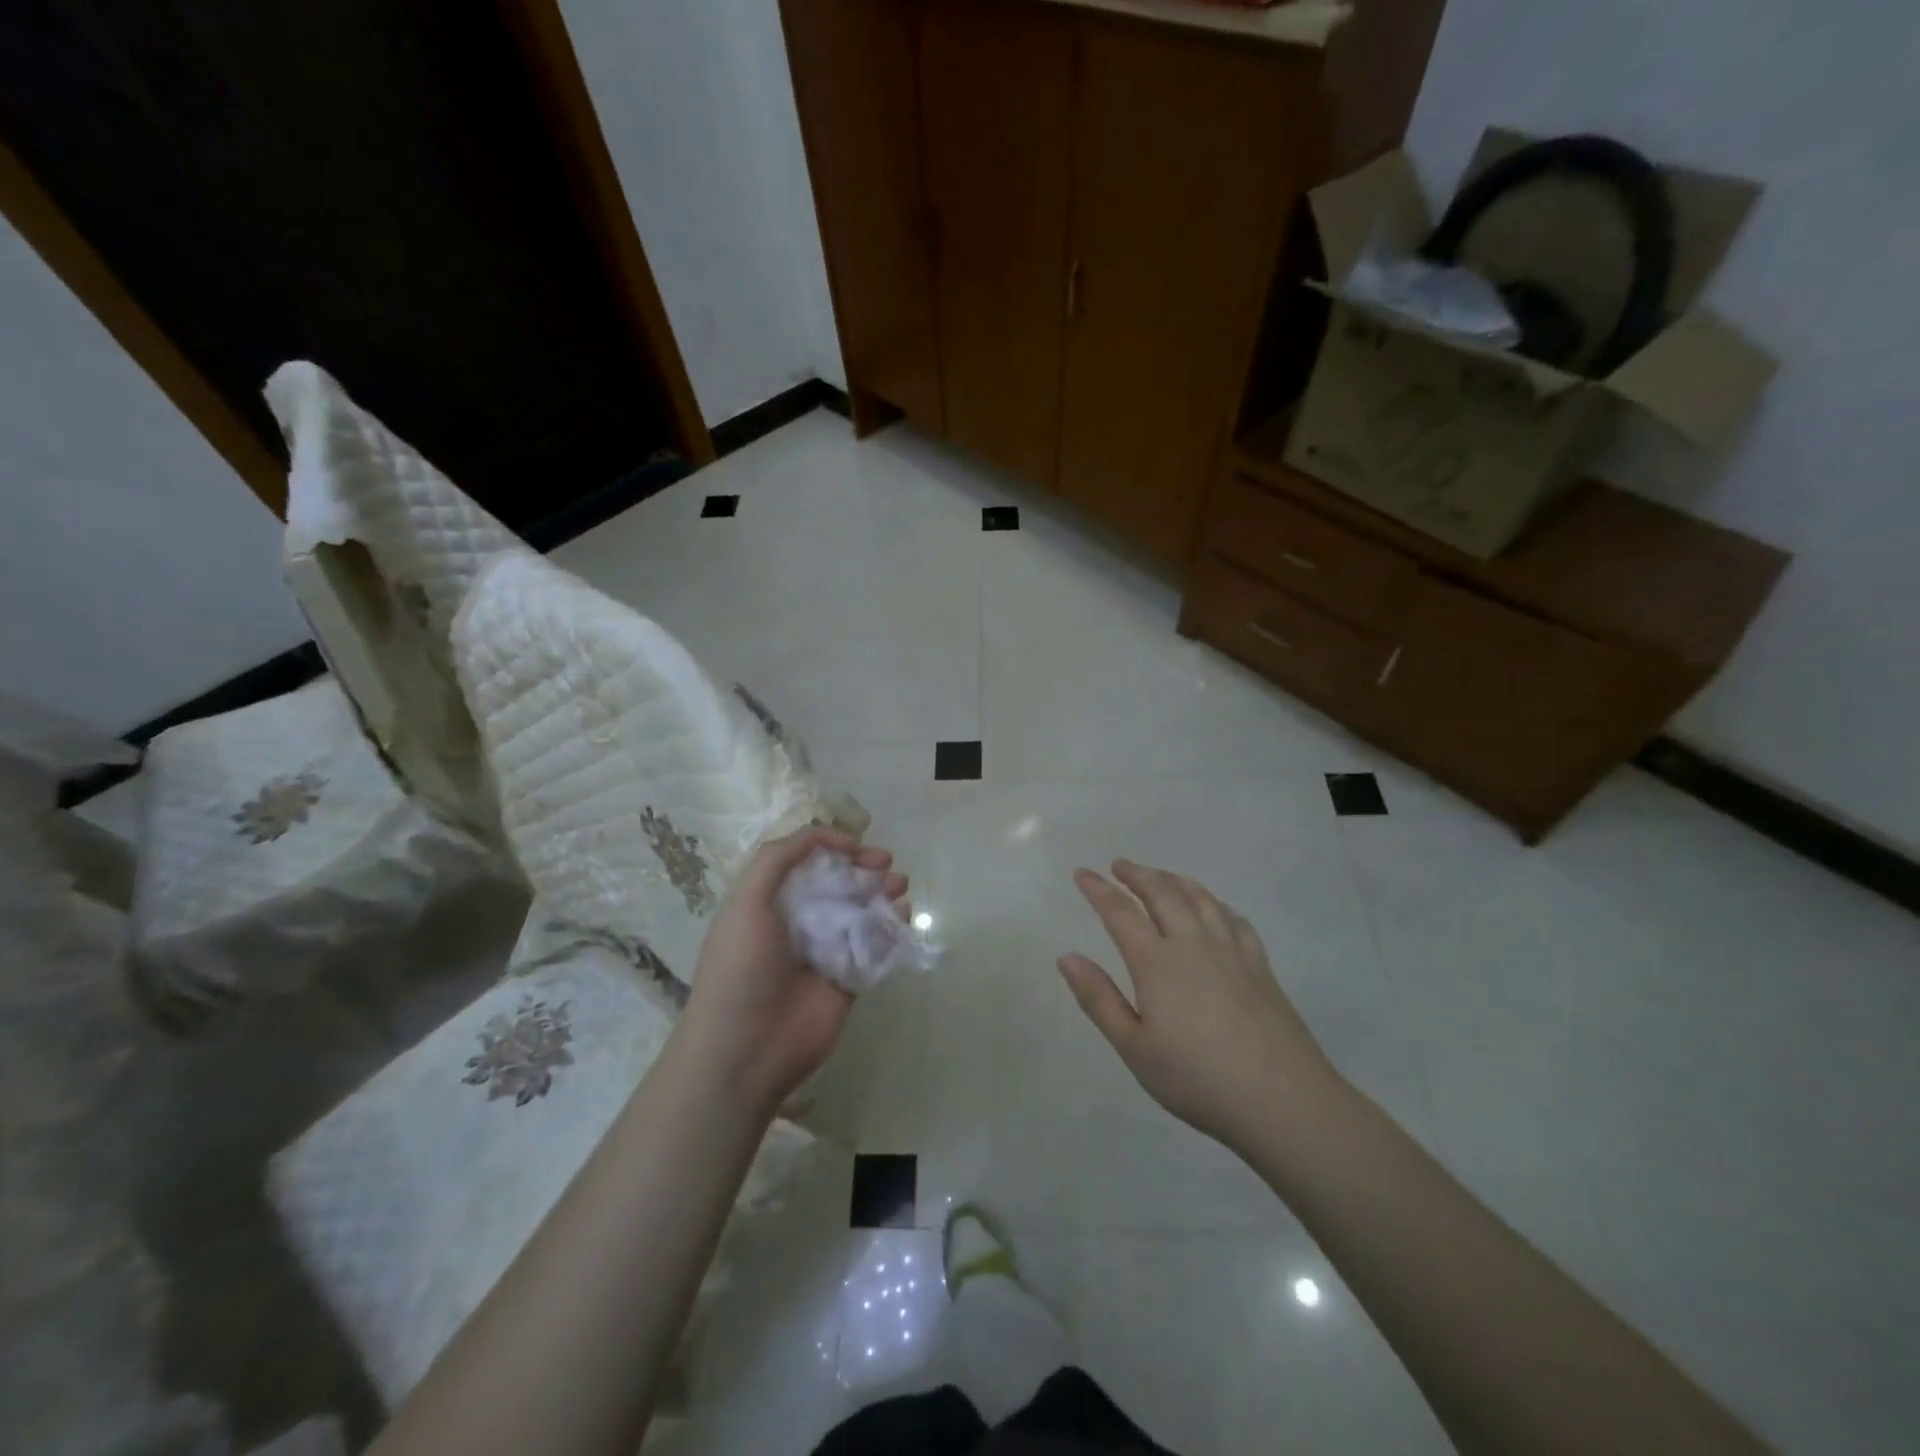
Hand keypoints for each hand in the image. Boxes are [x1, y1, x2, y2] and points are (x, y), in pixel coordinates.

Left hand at [679, 826, 906, 1116]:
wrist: (745, 1050)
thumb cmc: (741, 970)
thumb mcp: (745, 902)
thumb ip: (778, 859)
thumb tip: (829, 839)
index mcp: (770, 901)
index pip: (807, 862)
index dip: (833, 847)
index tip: (857, 848)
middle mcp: (799, 921)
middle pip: (840, 883)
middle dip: (865, 868)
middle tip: (887, 865)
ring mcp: (826, 951)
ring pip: (862, 911)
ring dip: (883, 894)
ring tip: (900, 889)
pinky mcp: (849, 979)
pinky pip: (876, 946)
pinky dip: (892, 930)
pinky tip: (901, 920)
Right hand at [1059, 860, 1337, 1152]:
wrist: (1283, 1101)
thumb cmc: (1198, 1079)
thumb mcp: (1134, 1048)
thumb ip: (1099, 999)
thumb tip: (1066, 957)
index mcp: (1157, 963)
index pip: (1120, 912)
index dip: (1098, 889)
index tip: (1081, 873)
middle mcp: (1193, 944)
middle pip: (1163, 893)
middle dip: (1137, 875)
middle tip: (1119, 866)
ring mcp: (1232, 952)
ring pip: (1200, 899)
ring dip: (1174, 880)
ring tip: (1160, 876)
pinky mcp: (1260, 966)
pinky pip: (1234, 919)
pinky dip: (1215, 903)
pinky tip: (1214, 908)